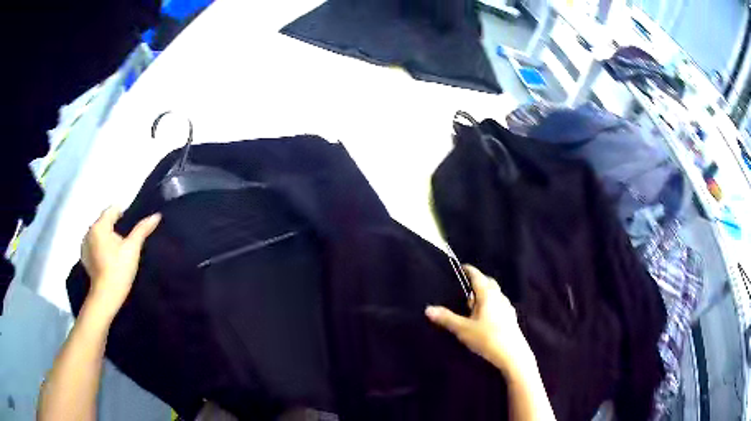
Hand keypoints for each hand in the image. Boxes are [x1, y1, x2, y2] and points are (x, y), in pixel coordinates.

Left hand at [81, 207, 160, 318]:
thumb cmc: (119, 269)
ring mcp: (85, 245)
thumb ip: (142, 230)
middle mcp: (89, 231)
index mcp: (99, 225)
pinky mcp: (84, 257)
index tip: (131, 227)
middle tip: (125, 241)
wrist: (106, 296)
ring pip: (98, 233)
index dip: (123, 214)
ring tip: (116, 251)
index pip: (112, 209)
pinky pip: (93, 244)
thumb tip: (156, 215)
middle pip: (104, 221)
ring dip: (106, 237)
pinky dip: (100, 247)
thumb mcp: (132, 248)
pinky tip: (107, 259)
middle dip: (114, 226)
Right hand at [426, 265, 534, 375]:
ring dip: (485, 293)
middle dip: (478, 281)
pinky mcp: (511, 318)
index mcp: (487, 295)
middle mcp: (499, 297)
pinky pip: (499, 304)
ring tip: (473, 302)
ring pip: (495, 294)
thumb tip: (428, 309)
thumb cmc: (487, 338)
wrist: (512, 354)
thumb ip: (446, 318)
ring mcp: (507, 307)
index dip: (469, 270)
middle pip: (489, 283)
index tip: (462, 267)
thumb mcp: (463, 329)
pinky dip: (491, 303)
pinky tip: (486, 315)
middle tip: (466, 285)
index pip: (478, 277)